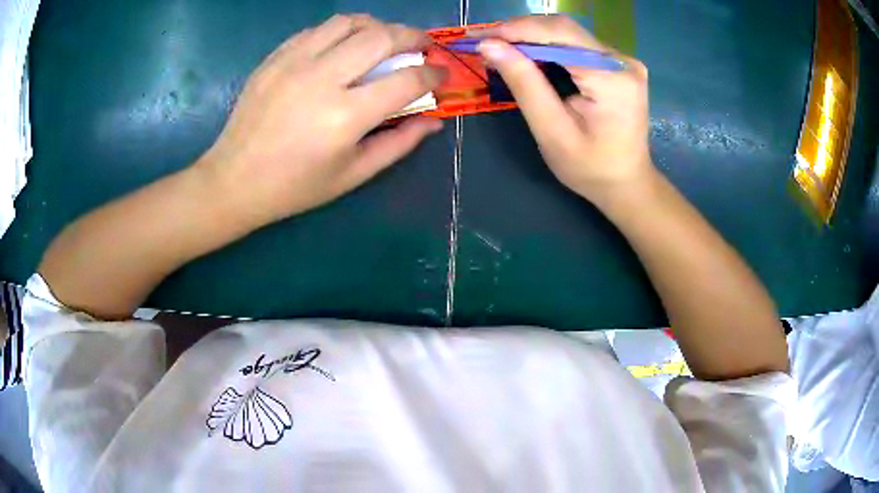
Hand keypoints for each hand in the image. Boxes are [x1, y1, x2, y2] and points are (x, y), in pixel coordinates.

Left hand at [199, 15, 445, 226]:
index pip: (405, 80)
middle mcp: (321, 79)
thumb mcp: (353, 174)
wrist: (234, 180)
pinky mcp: (274, 58)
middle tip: (422, 46)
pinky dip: (340, 31)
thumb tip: (434, 121)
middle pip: (381, 37)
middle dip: (413, 36)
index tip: (440, 74)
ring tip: (384, 39)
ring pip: (348, 22)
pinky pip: (316, 30)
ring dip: (376, 26)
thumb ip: (399, 143)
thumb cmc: (295, 186)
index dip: (432, 74)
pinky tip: (344, 46)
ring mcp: (293, 63)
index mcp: (345, 117)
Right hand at [472, 15, 653, 205]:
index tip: (478, 36)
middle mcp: (621, 61)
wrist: (626, 183)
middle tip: (483, 41)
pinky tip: (526, 55)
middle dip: (520, 31)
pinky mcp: (616, 64)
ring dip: (530, 38)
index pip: (559, 34)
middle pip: (563, 29)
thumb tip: (490, 46)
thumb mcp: (552, 131)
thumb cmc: (590, 168)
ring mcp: (621, 60)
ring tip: (498, 47)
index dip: (516, 29)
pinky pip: (575, 45)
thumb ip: (524, 84)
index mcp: (612, 77)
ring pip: (567, 34)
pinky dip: (546, 47)